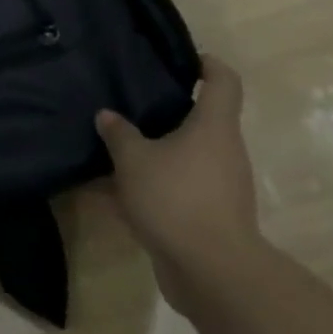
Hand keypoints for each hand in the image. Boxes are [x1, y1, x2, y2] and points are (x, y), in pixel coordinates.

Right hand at [96, 57, 260, 311]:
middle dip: (169, 112)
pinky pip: (181, 189)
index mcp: (214, 127)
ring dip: (158, 153)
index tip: (184, 59)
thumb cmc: (176, 199)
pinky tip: (119, 195)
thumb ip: (119, 134)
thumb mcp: (134, 160)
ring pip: (187, 157)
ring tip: (119, 149)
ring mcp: (222, 187)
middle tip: (133, 103)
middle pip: (203, 120)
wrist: (213, 274)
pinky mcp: (212, 217)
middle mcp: (224, 151)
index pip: (223, 81)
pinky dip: (156, 187)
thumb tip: (107, 115)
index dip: (208, 64)